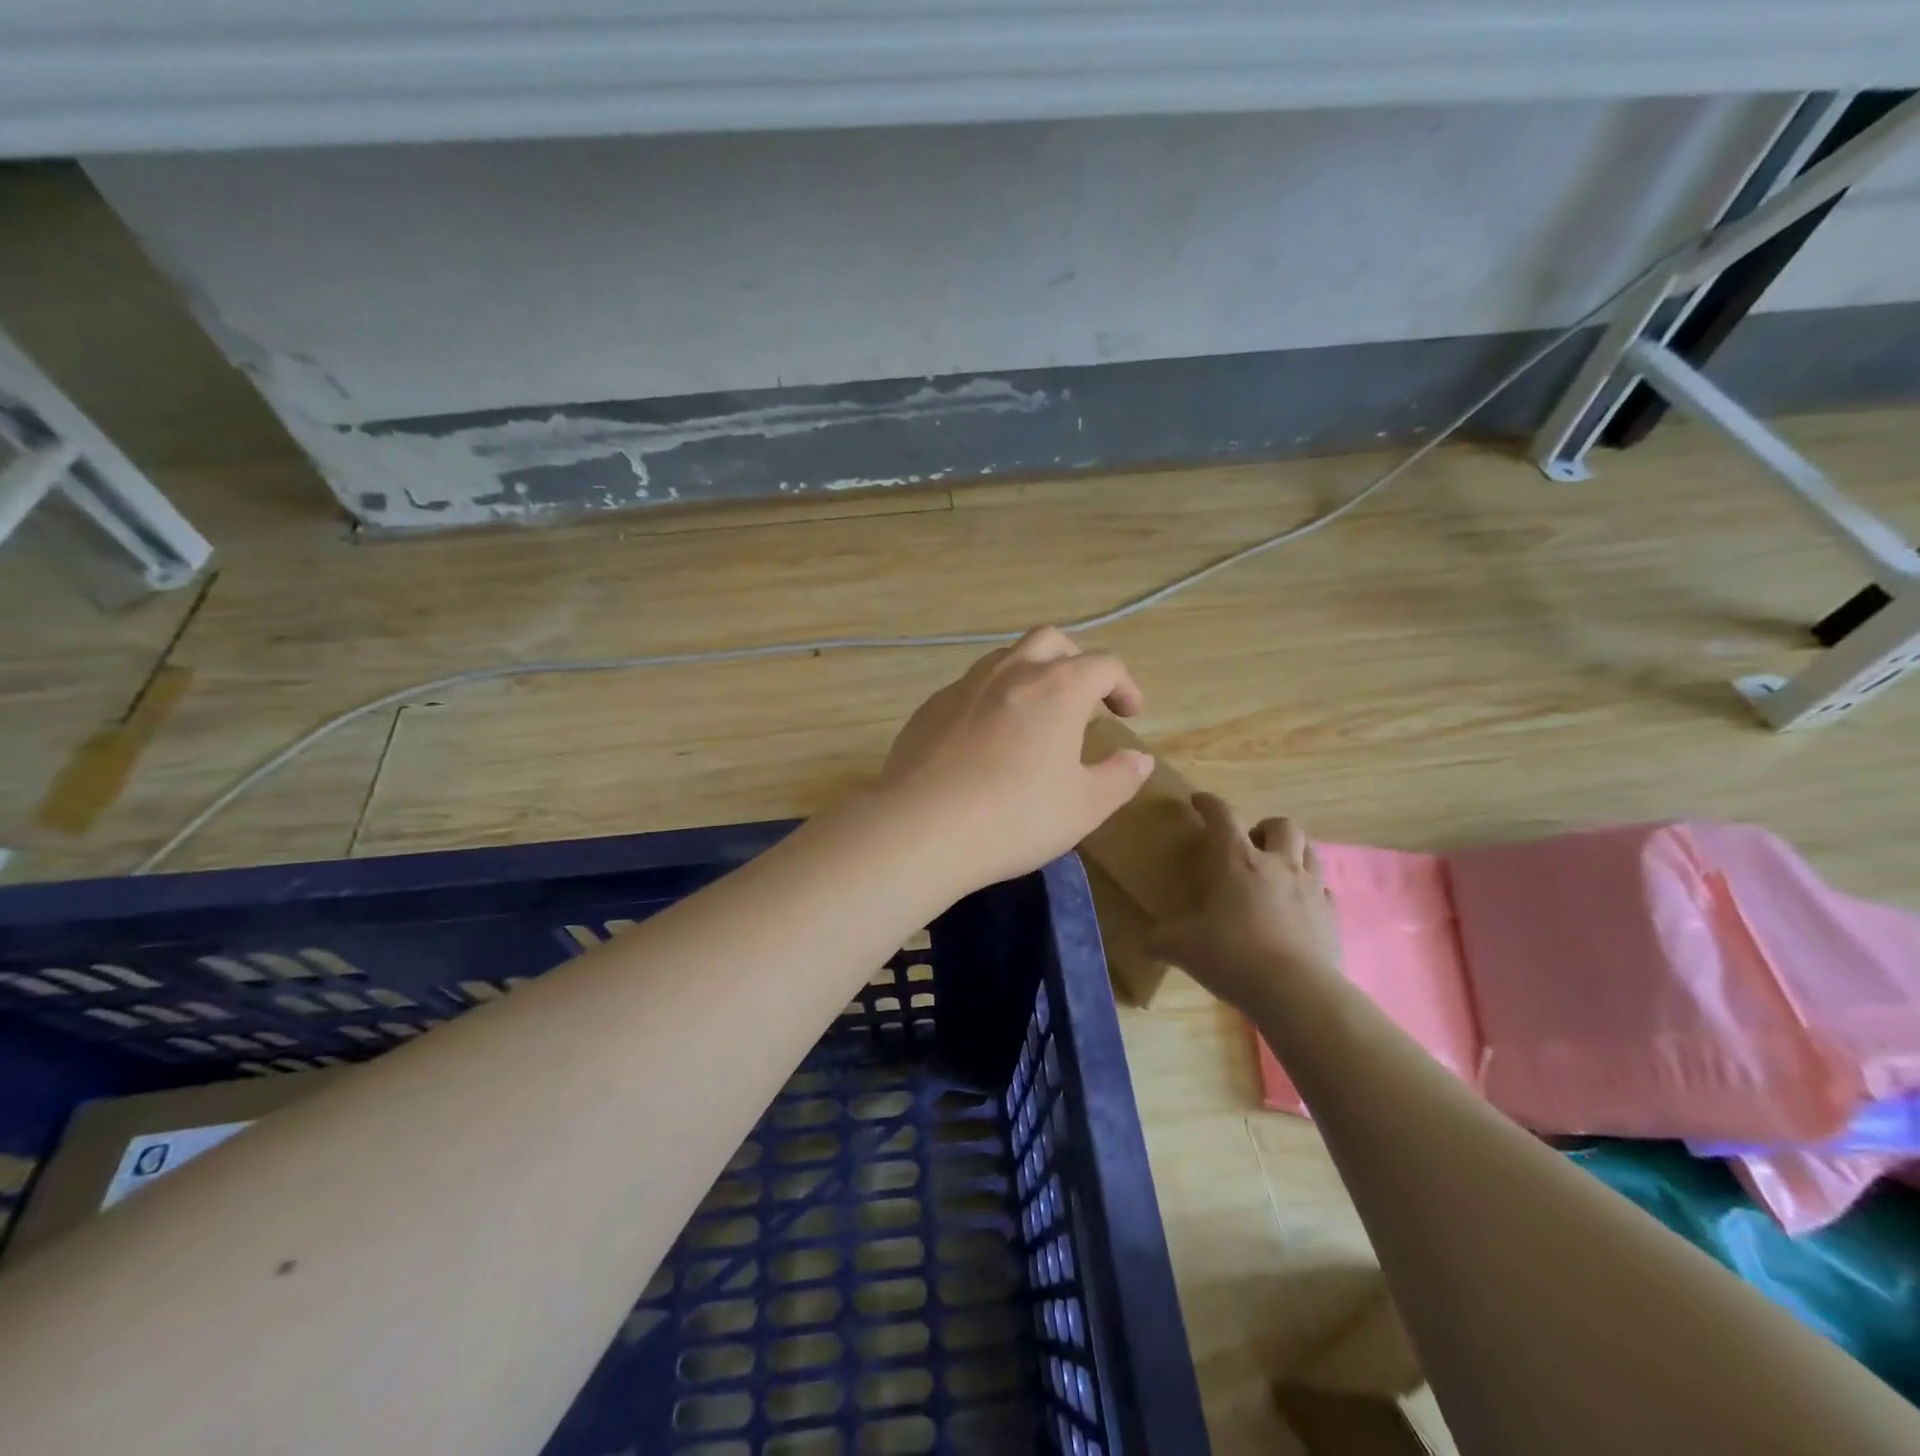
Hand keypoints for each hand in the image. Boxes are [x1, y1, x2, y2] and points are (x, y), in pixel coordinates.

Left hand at [879, 627, 1154, 891]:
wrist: (923, 827)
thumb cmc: (1017, 816)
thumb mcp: (1084, 807)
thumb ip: (1120, 777)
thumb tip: (1138, 758)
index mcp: (1058, 688)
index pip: (1103, 665)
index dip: (1124, 685)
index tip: (1129, 714)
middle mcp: (1011, 672)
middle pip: (1051, 641)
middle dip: (1075, 661)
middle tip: (1084, 699)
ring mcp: (964, 686)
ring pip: (1005, 659)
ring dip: (1030, 675)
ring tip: (1035, 716)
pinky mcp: (930, 708)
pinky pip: (969, 689)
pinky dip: (990, 701)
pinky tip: (985, 741)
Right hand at [1149, 793, 1342, 1013]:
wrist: (1295, 992)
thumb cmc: (1232, 956)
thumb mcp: (1182, 948)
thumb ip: (1161, 940)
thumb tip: (1146, 943)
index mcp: (1237, 860)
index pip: (1222, 815)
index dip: (1209, 803)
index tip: (1198, 802)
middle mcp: (1277, 864)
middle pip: (1282, 825)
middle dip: (1264, 827)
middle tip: (1249, 846)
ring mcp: (1310, 888)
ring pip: (1310, 849)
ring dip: (1292, 851)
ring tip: (1276, 870)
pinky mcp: (1331, 915)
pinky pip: (1323, 890)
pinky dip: (1310, 891)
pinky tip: (1296, 908)